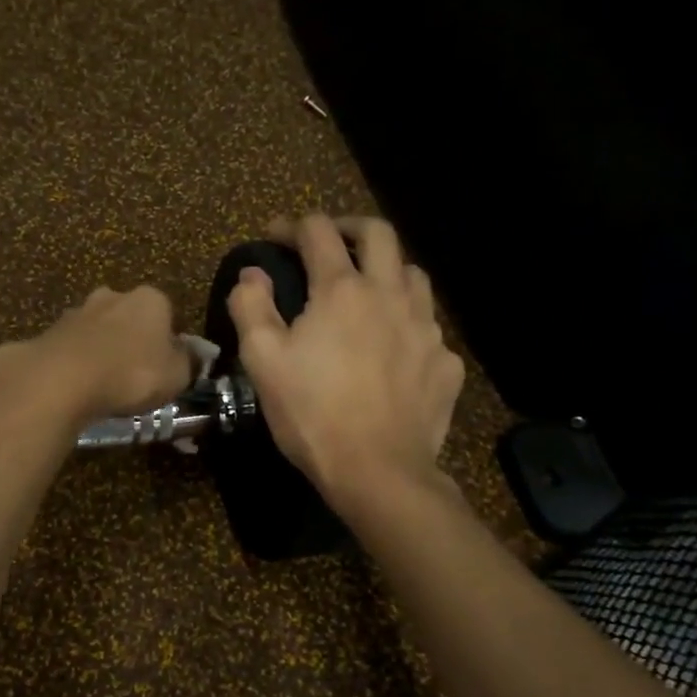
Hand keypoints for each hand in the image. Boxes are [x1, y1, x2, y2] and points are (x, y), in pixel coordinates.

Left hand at [0, 285, 192, 431]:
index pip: (168, 314)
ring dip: (102, 349)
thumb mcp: (177, 375)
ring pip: (98, 330)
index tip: (166, 367)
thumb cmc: (132, 374)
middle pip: (130, 317)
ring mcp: (78, 311)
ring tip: (104, 383)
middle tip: (135, 374)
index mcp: (151, 299)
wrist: (64, 379)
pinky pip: (72, 348)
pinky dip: (77, 362)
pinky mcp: (50, 331)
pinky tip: (78, 386)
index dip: (169, 342)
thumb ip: (188, 361)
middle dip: (133, 339)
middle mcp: (114, 295)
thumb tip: (191, 354)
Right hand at [228, 214, 464, 513]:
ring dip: (386, 270)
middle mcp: (390, 295)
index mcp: (342, 290)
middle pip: (379, 233)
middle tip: (328, 242)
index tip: (275, 235)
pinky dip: (406, 323)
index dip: (292, 226)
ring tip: (367, 290)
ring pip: (412, 274)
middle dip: (348, 227)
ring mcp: (426, 327)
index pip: (318, 232)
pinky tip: (393, 349)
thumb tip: (252, 273)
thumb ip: (251, 306)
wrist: (378, 471)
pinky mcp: (445, 362)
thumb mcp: (262, 360)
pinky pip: (428, 327)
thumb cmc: (311, 413)